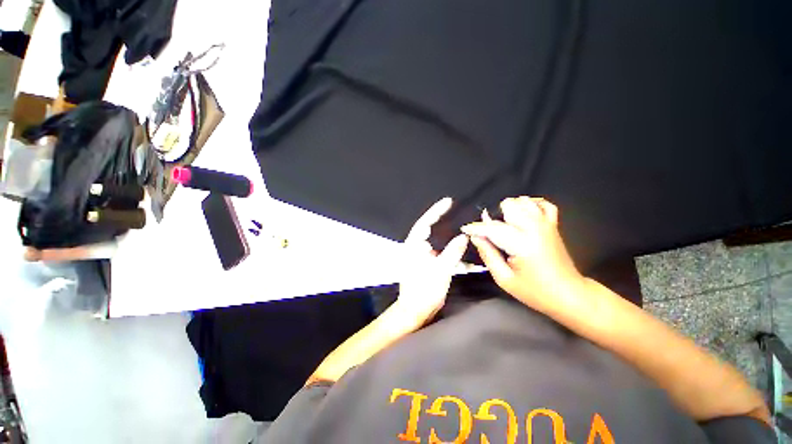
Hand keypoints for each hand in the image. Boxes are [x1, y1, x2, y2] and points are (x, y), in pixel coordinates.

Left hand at [396, 197, 468, 325]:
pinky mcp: (427, 263)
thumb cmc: (424, 290)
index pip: (425, 222)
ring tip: (464, 229)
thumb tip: (463, 236)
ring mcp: (422, 255)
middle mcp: (416, 247)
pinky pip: (441, 252)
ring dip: (449, 237)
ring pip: (437, 240)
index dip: (436, 210)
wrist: (415, 311)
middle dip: (444, 220)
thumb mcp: (441, 270)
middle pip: (431, 229)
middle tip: (458, 211)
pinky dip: (451, 252)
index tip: (448, 201)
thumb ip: (453, 251)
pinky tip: (463, 252)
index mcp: (414, 245)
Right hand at [461, 196, 584, 312]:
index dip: (475, 227)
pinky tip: (523, 215)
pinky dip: (531, 205)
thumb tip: (475, 237)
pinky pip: (543, 203)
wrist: (569, 294)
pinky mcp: (553, 224)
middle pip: (508, 205)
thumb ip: (487, 254)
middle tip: (492, 233)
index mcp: (521, 243)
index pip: (492, 228)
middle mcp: (534, 228)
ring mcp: (546, 223)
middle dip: (495, 217)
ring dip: (510, 210)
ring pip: (523, 201)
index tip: (465, 229)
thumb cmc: (534, 291)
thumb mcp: (504, 279)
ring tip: (506, 226)